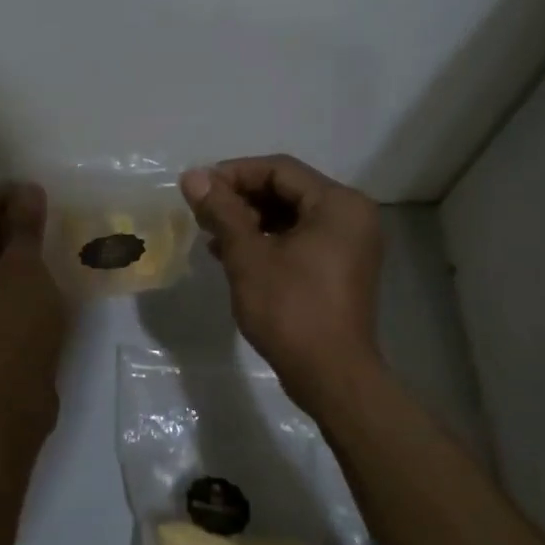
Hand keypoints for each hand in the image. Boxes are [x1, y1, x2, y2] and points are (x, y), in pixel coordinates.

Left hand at [0, 182, 67, 434]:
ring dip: (6, 258)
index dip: (0, 200)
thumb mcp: (21, 269)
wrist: (0, 412)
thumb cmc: (6, 329)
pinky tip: (34, 277)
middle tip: (39, 213)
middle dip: (3, 229)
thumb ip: (23, 227)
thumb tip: (27, 191)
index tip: (33, 191)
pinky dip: (4, 285)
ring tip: (41, 241)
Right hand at [180, 155, 382, 409]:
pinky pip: (300, 240)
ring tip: (211, 235)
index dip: (234, 174)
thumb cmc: (291, 310)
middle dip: (241, 199)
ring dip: (250, 221)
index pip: (279, 169)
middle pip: (287, 191)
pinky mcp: (341, 269)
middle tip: (202, 213)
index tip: (197, 187)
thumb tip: (192, 176)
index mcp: (338, 204)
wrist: (330, 375)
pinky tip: (232, 254)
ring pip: (291, 217)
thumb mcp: (248, 257)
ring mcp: (349, 244)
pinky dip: (268, 241)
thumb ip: (222, 211)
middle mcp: (351, 216)